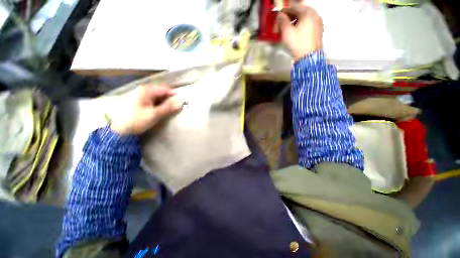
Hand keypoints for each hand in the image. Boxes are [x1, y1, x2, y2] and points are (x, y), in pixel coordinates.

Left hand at [110, 85, 181, 134]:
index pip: (164, 89)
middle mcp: (142, 90)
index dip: (174, 95)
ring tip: (169, 109)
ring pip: (156, 96)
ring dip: (164, 102)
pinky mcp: (138, 101)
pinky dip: (158, 104)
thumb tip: (181, 102)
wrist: (119, 130)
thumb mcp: (155, 114)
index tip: (181, 101)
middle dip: (169, 99)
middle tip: (176, 107)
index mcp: (146, 91)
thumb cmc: (137, 120)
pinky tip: (160, 110)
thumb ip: (168, 108)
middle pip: (160, 92)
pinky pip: (151, 100)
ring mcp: (139, 96)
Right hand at [278, 4, 323, 60]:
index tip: (279, 14)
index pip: (294, 6)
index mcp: (308, 12)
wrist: (308, 58)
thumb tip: (280, 15)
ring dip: (296, 19)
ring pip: (305, 17)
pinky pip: (309, 23)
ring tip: (289, 26)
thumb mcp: (287, 32)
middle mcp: (315, 14)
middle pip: (301, 10)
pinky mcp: (319, 30)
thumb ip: (282, 21)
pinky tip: (296, 31)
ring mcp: (318, 22)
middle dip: (291, 14)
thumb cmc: (298, 44)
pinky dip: (302, 24)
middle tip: (283, 20)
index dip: (285, 9)